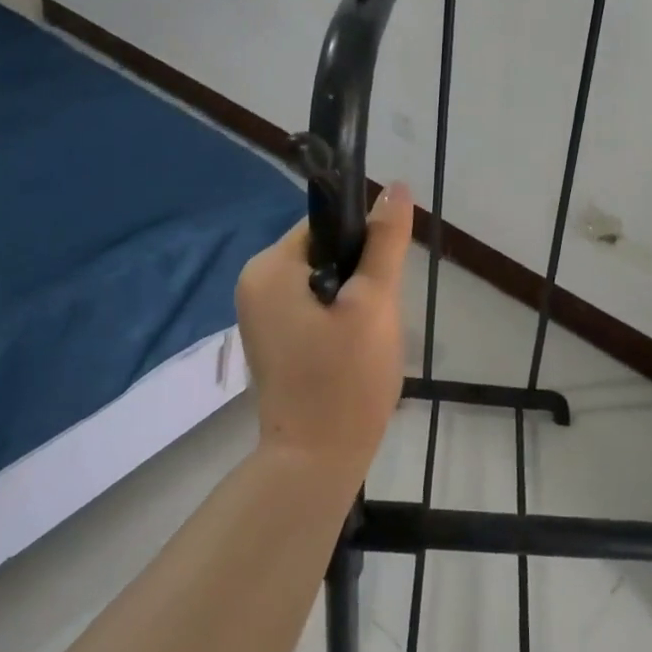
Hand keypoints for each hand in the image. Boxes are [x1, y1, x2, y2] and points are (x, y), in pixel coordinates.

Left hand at [235, 182, 412, 477]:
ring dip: (353, 300)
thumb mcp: (374, 302)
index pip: (327, 225)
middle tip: (377, 317)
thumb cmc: (345, 379)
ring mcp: (260, 314)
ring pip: (324, 280)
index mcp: (269, 267)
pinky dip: (338, 318)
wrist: (315, 465)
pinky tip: (352, 350)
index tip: (383, 281)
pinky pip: (313, 306)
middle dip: (360, 277)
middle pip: (325, 251)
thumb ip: (385, 241)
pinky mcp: (272, 338)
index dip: (364, 244)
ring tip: (367, 337)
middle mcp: (255, 283)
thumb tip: (397, 186)